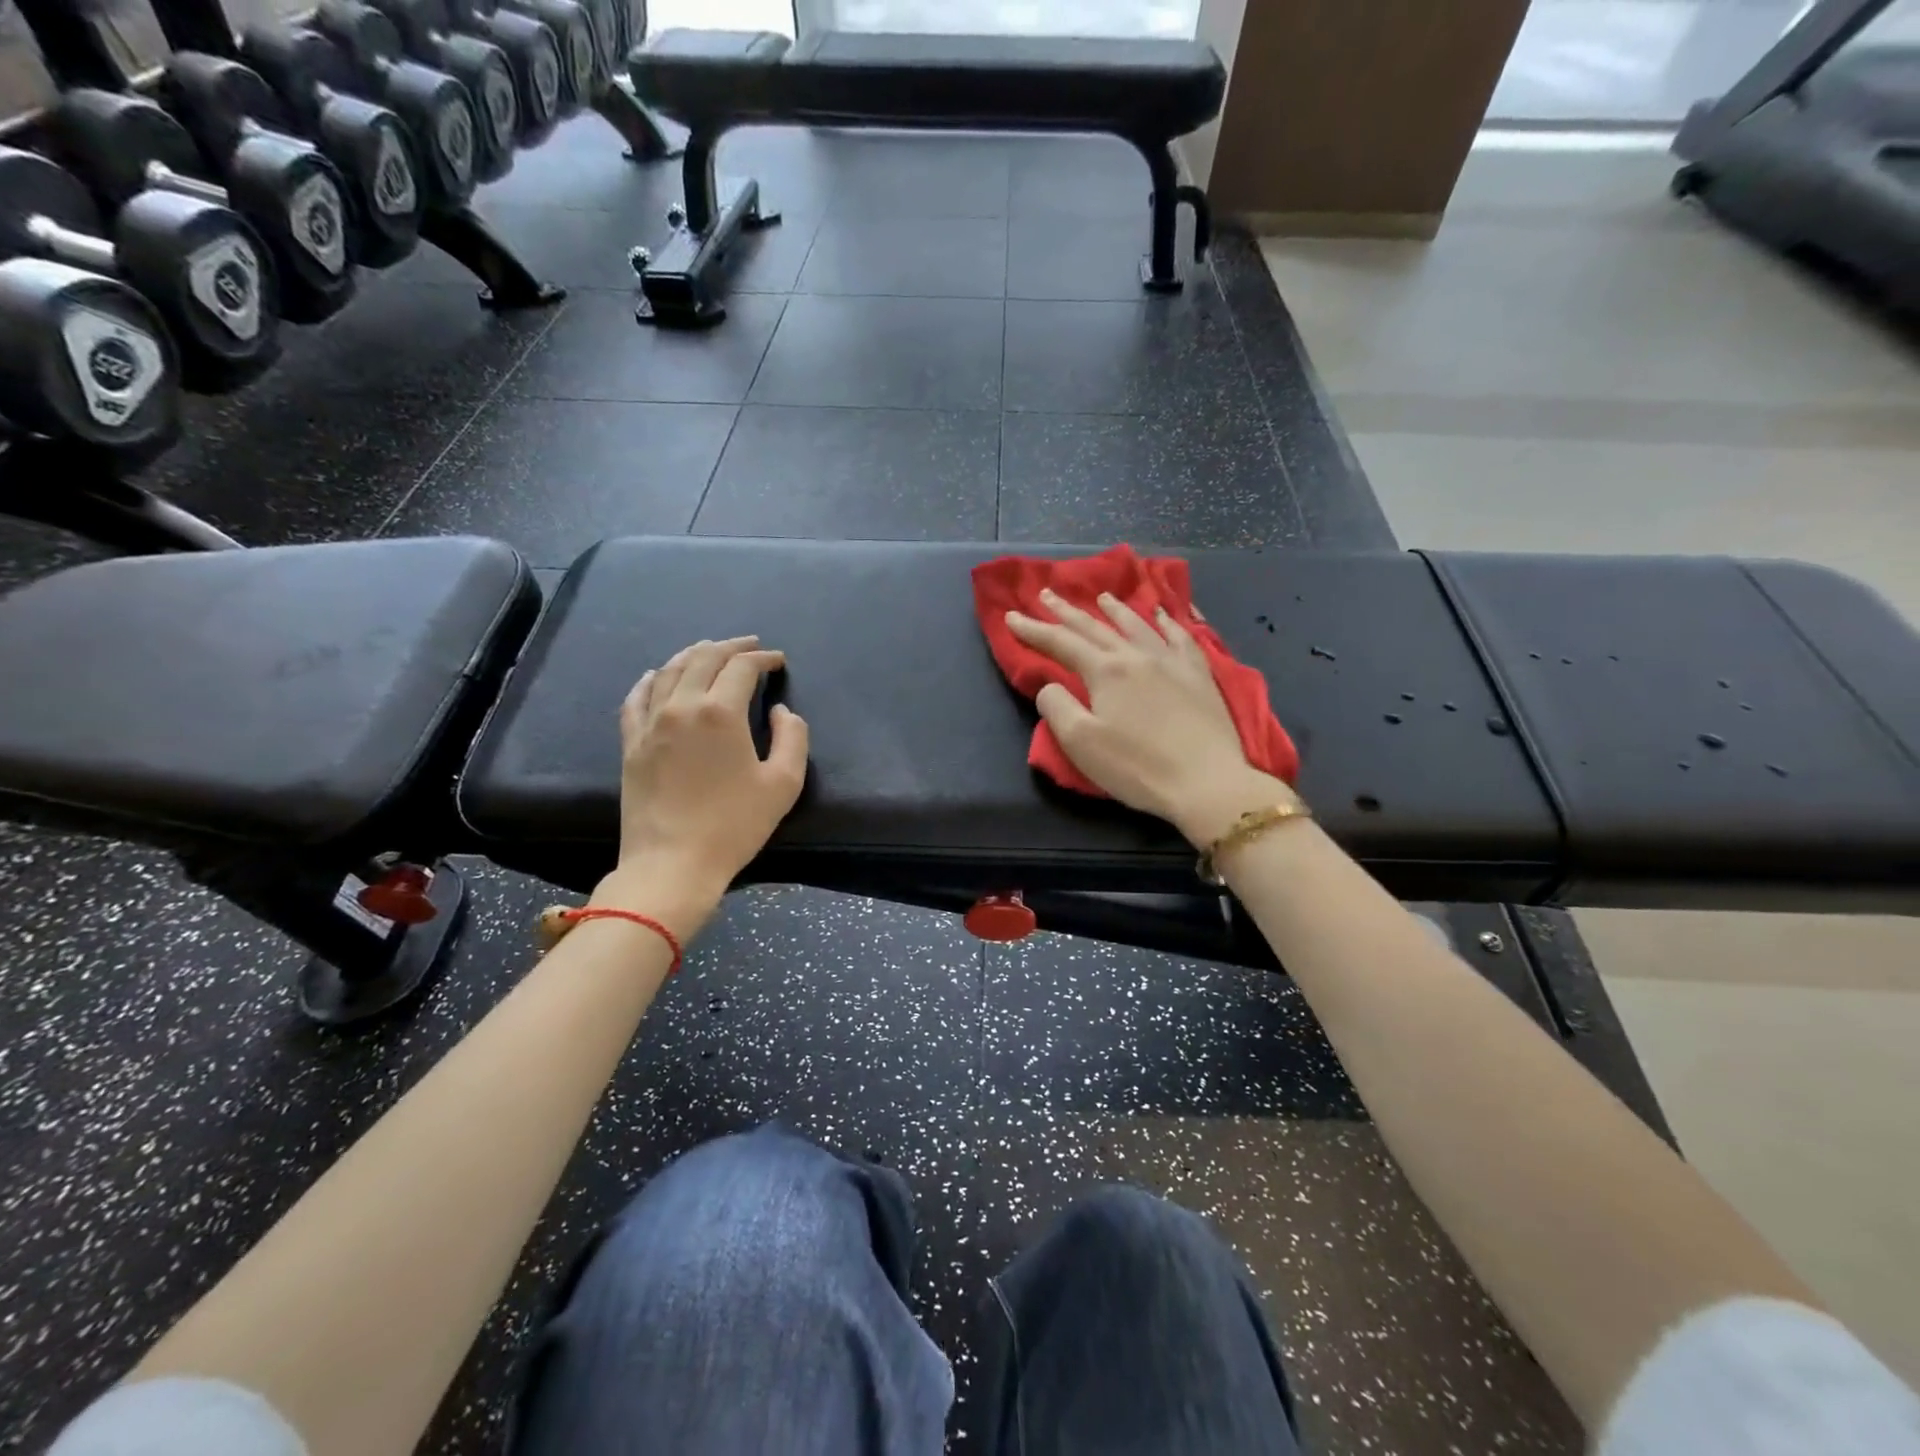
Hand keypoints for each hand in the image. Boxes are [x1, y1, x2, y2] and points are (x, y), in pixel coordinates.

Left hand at [599, 637, 808, 928]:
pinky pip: (637, 698)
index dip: (763, 658)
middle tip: (750, 645)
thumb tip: (781, 711)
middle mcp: (681, 706)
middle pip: (704, 658)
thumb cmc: (734, 825)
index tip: (778, 661)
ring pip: (670, 671)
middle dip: (731, 646)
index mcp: (720, 712)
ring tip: (711, 651)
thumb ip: (792, 737)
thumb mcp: (783, 784)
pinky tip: (657, 675)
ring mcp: (650, 723)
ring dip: (694, 654)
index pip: (742, 668)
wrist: (672, 863)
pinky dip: (651, 679)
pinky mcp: (631, 743)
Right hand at [1006, 590, 1296, 846]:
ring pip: (1138, 625)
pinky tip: (1161, 616)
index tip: (1011, 617)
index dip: (1034, 630)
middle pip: (1095, 627)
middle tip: (1046, 594)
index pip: (1061, 643)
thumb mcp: (1081, 743)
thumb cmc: (1137, 767)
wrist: (1207, 782)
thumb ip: (1057, 707)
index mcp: (1105, 671)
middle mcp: (1137, 656)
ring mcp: (1172, 662)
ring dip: (1115, 610)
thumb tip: (1050, 684)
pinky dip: (1166, 621)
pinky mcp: (1199, 675)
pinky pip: (1180, 636)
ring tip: (1102, 597)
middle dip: (1067, 611)